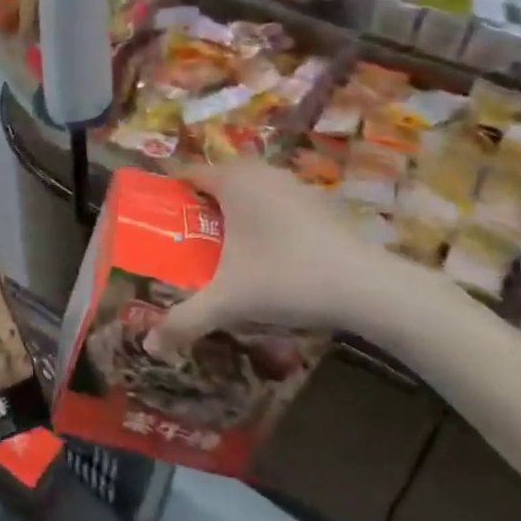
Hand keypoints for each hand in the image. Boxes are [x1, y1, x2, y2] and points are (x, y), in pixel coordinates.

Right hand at [144, 162, 444, 360]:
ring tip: (226, 249)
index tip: (160, 222)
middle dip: (203, 206)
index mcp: (233, 182)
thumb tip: (150, 346)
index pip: (189, 174)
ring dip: (237, 212)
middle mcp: (262, 173)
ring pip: (253, 190)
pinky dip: (267, 220)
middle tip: (189, 239)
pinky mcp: (321, 203)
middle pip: (221, 180)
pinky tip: (271, 256)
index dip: (171, 195)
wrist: (370, 287)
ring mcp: (296, 185)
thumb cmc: (287, 278)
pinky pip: (279, 203)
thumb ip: (185, 321)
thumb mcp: (229, 302)